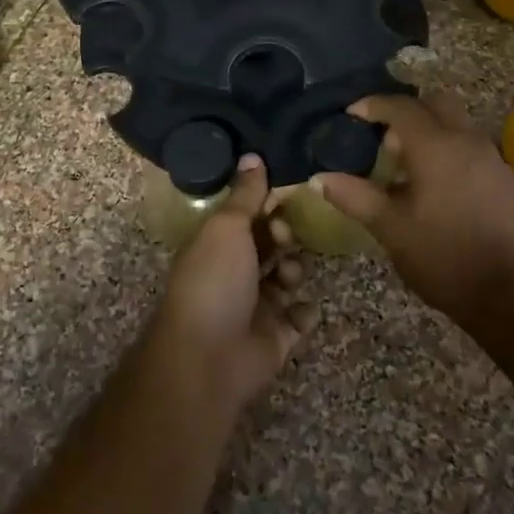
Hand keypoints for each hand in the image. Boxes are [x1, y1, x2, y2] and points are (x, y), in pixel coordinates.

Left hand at [147, 155, 318, 415]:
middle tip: (285, 237)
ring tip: (288, 276)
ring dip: (293, 271)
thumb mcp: (227, 227)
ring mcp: (256, 308)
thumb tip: (252, 155)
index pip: (247, 218)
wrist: (209, 357)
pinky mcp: (276, 338)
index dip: (266, 205)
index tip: (286, 195)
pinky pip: (299, 317)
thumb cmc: (214, 281)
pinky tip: (301, 307)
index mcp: (217, 246)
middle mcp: (235, 274)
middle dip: (283, 237)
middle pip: (270, 246)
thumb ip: (245, 194)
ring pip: (287, 278)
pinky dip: (304, 311)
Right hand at [317, 94, 513, 328]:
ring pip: (455, 122)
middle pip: (434, 104)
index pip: (401, 107)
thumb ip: (354, 196)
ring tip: (403, 163)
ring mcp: (489, 157)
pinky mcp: (500, 176)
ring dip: (428, 129)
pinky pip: (468, 143)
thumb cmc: (442, 256)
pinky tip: (432, 182)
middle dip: (405, 111)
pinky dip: (446, 146)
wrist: (507, 292)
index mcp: (436, 147)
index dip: (373, 106)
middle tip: (381, 138)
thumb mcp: (390, 228)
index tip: (351, 115)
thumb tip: (319, 178)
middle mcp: (466, 140)